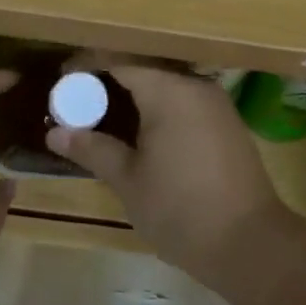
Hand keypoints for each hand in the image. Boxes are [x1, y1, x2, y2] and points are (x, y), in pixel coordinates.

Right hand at [44, 59, 305, 295]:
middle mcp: (195, 87)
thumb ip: (93, 149)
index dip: (87, 64)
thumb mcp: (128, 180)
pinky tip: (141, 130)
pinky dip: (158, 107)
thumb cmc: (180, 209)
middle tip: (77, 99)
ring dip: (135, 93)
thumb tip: (55, 133)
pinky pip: (184, 102)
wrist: (251, 244)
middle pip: (144, 68)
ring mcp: (216, 105)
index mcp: (168, 91)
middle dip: (109, 78)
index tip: (61, 78)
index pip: (119, 61)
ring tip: (104, 113)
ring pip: (166, 85)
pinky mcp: (227, 124)